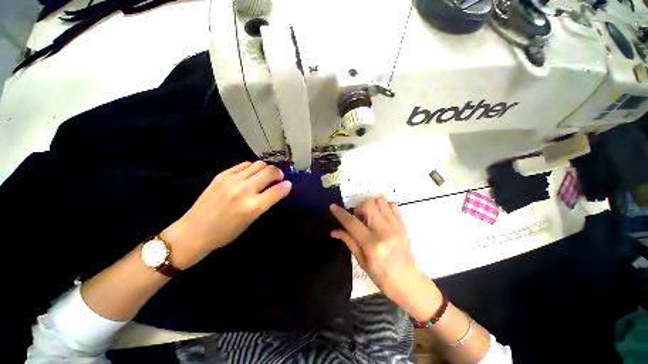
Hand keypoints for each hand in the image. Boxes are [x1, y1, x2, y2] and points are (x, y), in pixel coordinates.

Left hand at [163, 161, 291, 268]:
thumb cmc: (226, 232)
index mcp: (253, 207)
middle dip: (278, 173)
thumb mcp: (251, 221)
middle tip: (277, 178)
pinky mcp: (222, 175)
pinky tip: (250, 174)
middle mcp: (244, 190)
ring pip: (259, 164)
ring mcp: (232, 180)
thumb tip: (279, 189)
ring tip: (264, 175)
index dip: (286, 186)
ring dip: (266, 169)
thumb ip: (266, 203)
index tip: (288, 184)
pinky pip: (244, 164)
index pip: (278, 190)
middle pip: (270, 171)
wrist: (193, 231)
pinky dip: (252, 168)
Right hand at [330, 197, 442, 319]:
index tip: (333, 207)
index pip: (352, 223)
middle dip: (358, 207)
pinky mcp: (403, 225)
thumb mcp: (362, 262)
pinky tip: (380, 216)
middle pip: (368, 204)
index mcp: (372, 244)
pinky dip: (384, 206)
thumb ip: (349, 242)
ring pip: (380, 201)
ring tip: (369, 216)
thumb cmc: (383, 277)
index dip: (340, 213)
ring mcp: (395, 226)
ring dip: (371, 205)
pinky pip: (393, 205)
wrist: (410, 283)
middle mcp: (384, 231)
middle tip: (358, 218)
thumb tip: (334, 231)